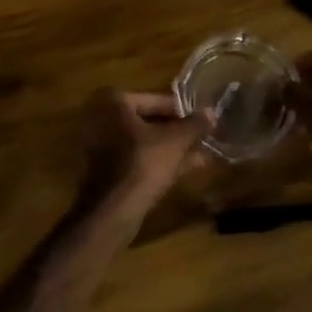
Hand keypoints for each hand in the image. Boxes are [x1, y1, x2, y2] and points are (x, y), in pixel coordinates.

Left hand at [78, 89, 214, 218]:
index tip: (201, 119)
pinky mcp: (104, 171)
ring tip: (201, 154)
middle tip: (201, 137)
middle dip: (177, 132)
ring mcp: (100, 147)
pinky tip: (186, 169)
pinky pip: (136, 159)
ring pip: (144, 143)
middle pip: (148, 121)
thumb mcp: (176, 141)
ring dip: (171, 148)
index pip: (155, 99)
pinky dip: (158, 162)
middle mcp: (101, 119)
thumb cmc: (143, 164)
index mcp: (114, 103)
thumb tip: (211, 112)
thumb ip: (195, 124)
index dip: (182, 111)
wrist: (112, 211)